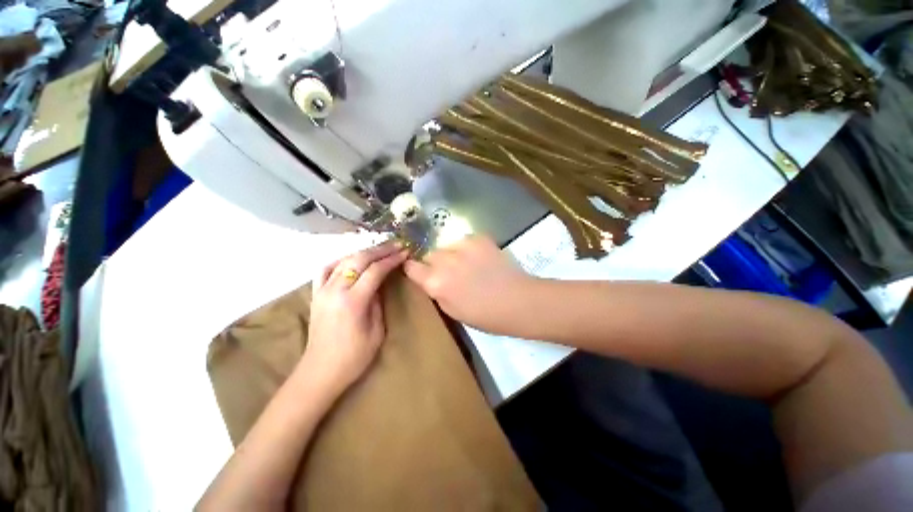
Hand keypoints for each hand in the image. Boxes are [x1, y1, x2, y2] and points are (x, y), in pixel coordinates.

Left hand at [300, 241, 408, 395]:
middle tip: (396, 245)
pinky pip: (326, 269)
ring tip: (379, 250)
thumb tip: (379, 284)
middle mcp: (335, 290)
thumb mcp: (377, 331)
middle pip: (359, 259)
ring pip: (343, 260)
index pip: (375, 271)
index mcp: (353, 301)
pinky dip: (340, 260)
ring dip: (364, 252)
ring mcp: (322, 290)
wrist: (320, 371)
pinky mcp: (316, 294)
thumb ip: (378, 302)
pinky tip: (351, 260)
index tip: (404, 252)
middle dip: (380, 250)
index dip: (392, 259)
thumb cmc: (354, 357)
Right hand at [403, 236, 537, 334]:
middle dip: (435, 262)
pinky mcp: (479, 238)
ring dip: (452, 254)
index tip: (421, 272)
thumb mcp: (452, 311)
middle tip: (450, 272)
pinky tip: (480, 258)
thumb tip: (430, 279)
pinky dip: (468, 248)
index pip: (411, 267)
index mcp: (435, 282)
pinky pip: (465, 240)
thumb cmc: (485, 315)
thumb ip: (436, 291)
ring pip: (447, 245)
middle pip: (429, 254)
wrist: (519, 301)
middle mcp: (445, 260)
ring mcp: (463, 245)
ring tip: (467, 264)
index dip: (415, 269)